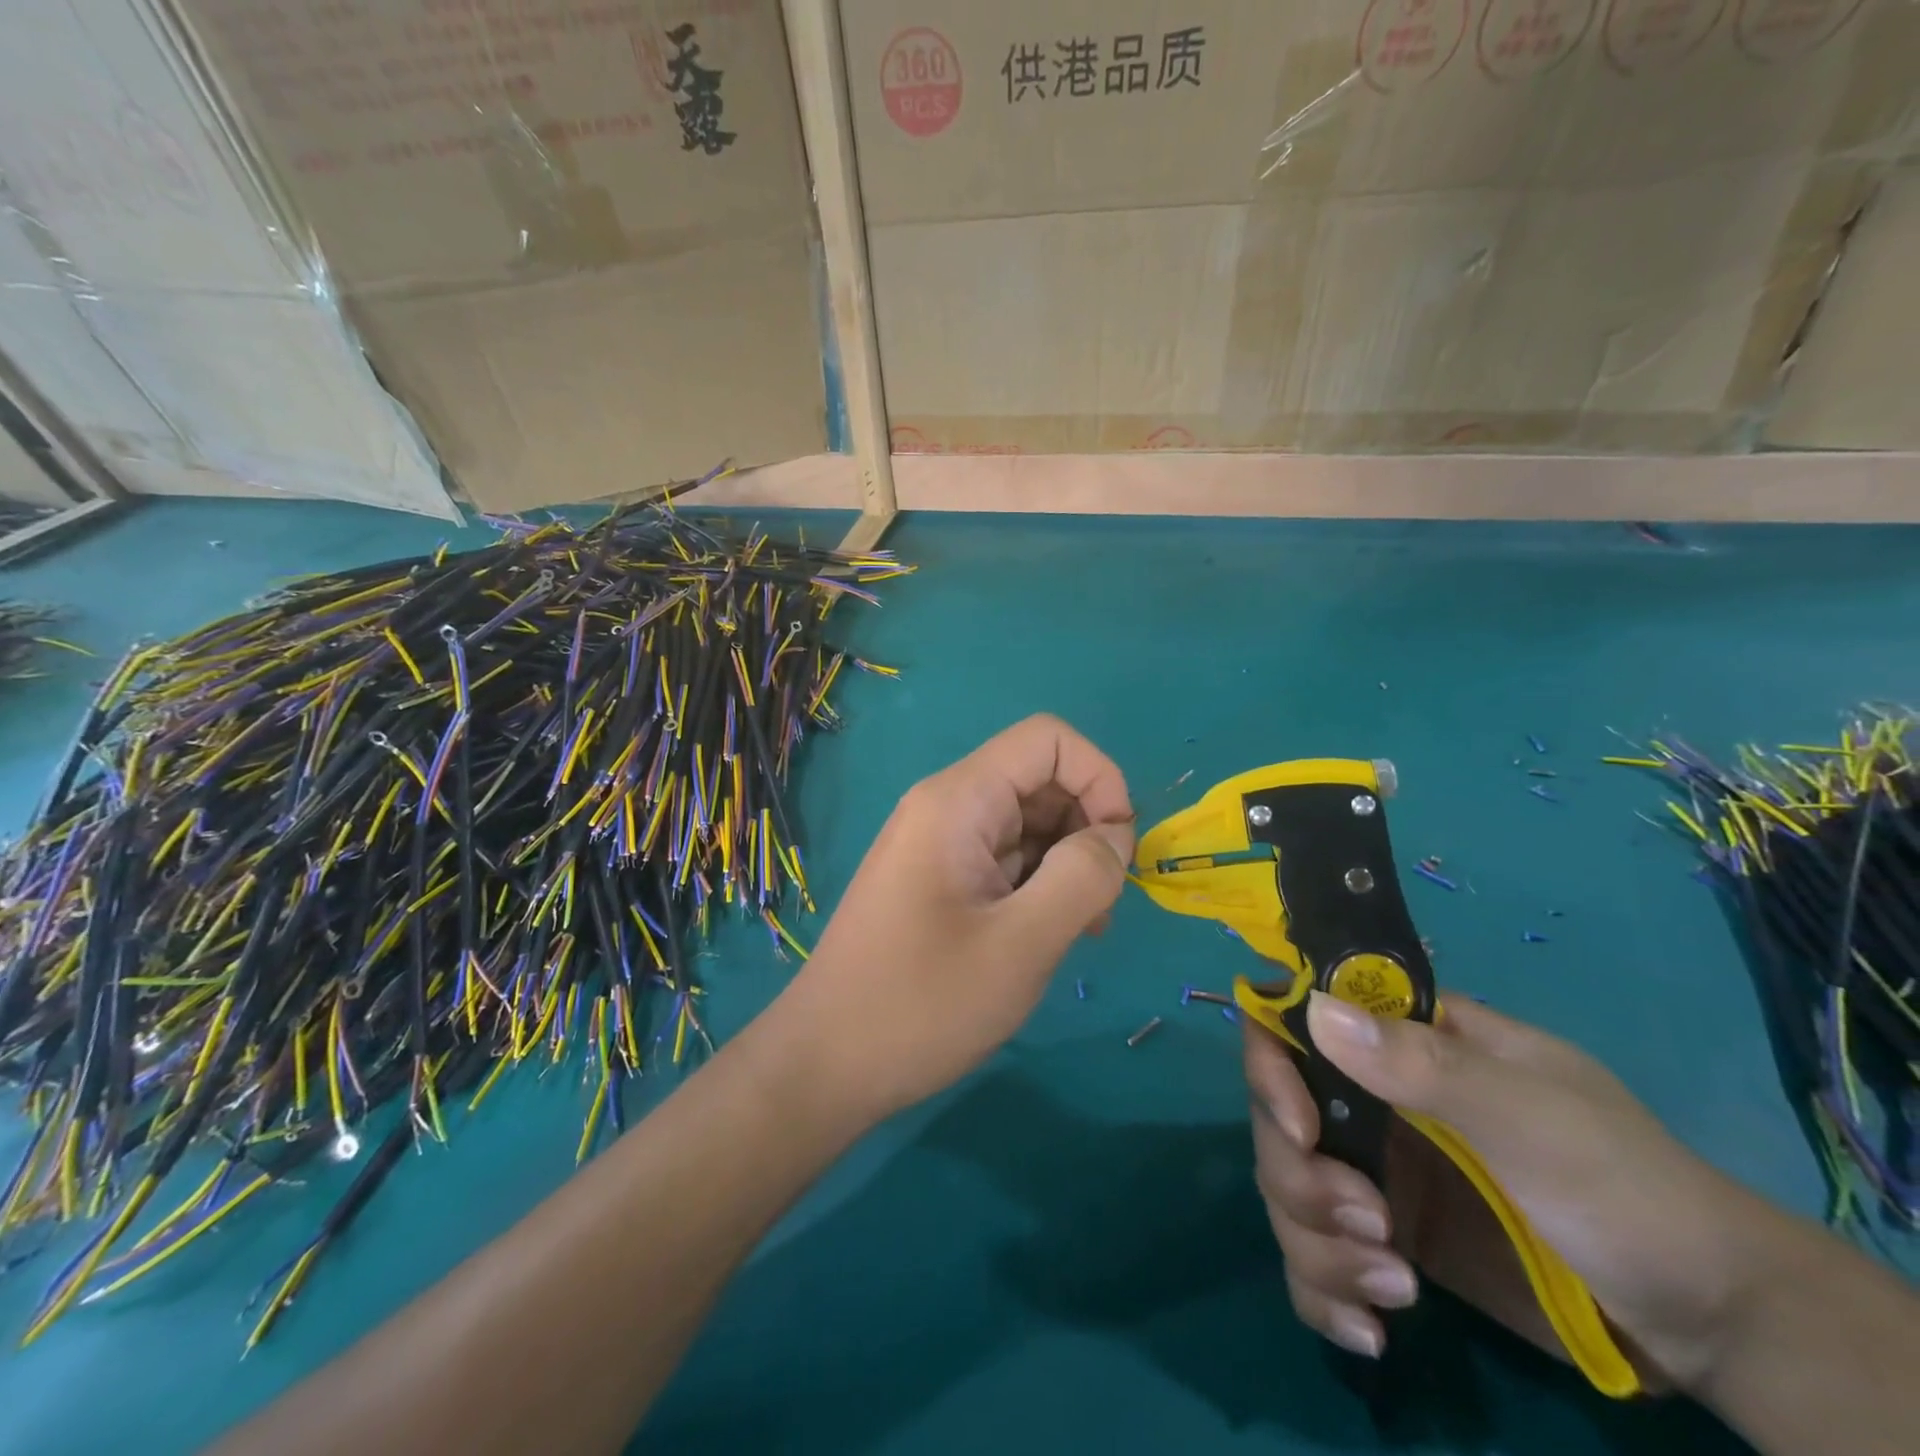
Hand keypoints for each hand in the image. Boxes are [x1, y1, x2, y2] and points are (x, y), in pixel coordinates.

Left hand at [781, 715, 1133, 1121]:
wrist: (825, 1064)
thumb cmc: (921, 1004)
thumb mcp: (1020, 945)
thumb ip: (1081, 878)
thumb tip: (1116, 836)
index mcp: (958, 800)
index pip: (1048, 740)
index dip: (1100, 778)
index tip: (1119, 849)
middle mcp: (947, 807)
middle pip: (1041, 781)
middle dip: (1088, 829)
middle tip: (1102, 906)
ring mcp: (940, 844)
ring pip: (1028, 824)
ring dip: (1068, 865)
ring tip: (1079, 932)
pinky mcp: (939, 880)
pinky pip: (1005, 860)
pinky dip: (1039, 886)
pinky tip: (1045, 938)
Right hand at [1245, 992, 1776, 1392]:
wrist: (1713, 1325)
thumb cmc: (1628, 1189)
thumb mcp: (1532, 1119)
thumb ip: (1424, 1065)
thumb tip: (1316, 1011)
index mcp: (1404, 1045)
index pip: (1298, 1023)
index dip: (1274, 1063)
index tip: (1300, 1128)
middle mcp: (1374, 1099)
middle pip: (1277, 1116)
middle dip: (1303, 1177)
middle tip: (1373, 1226)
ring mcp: (1377, 1171)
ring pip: (1286, 1188)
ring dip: (1317, 1243)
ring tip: (1394, 1288)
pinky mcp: (1385, 1240)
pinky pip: (1314, 1254)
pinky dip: (1322, 1291)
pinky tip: (1370, 1330)